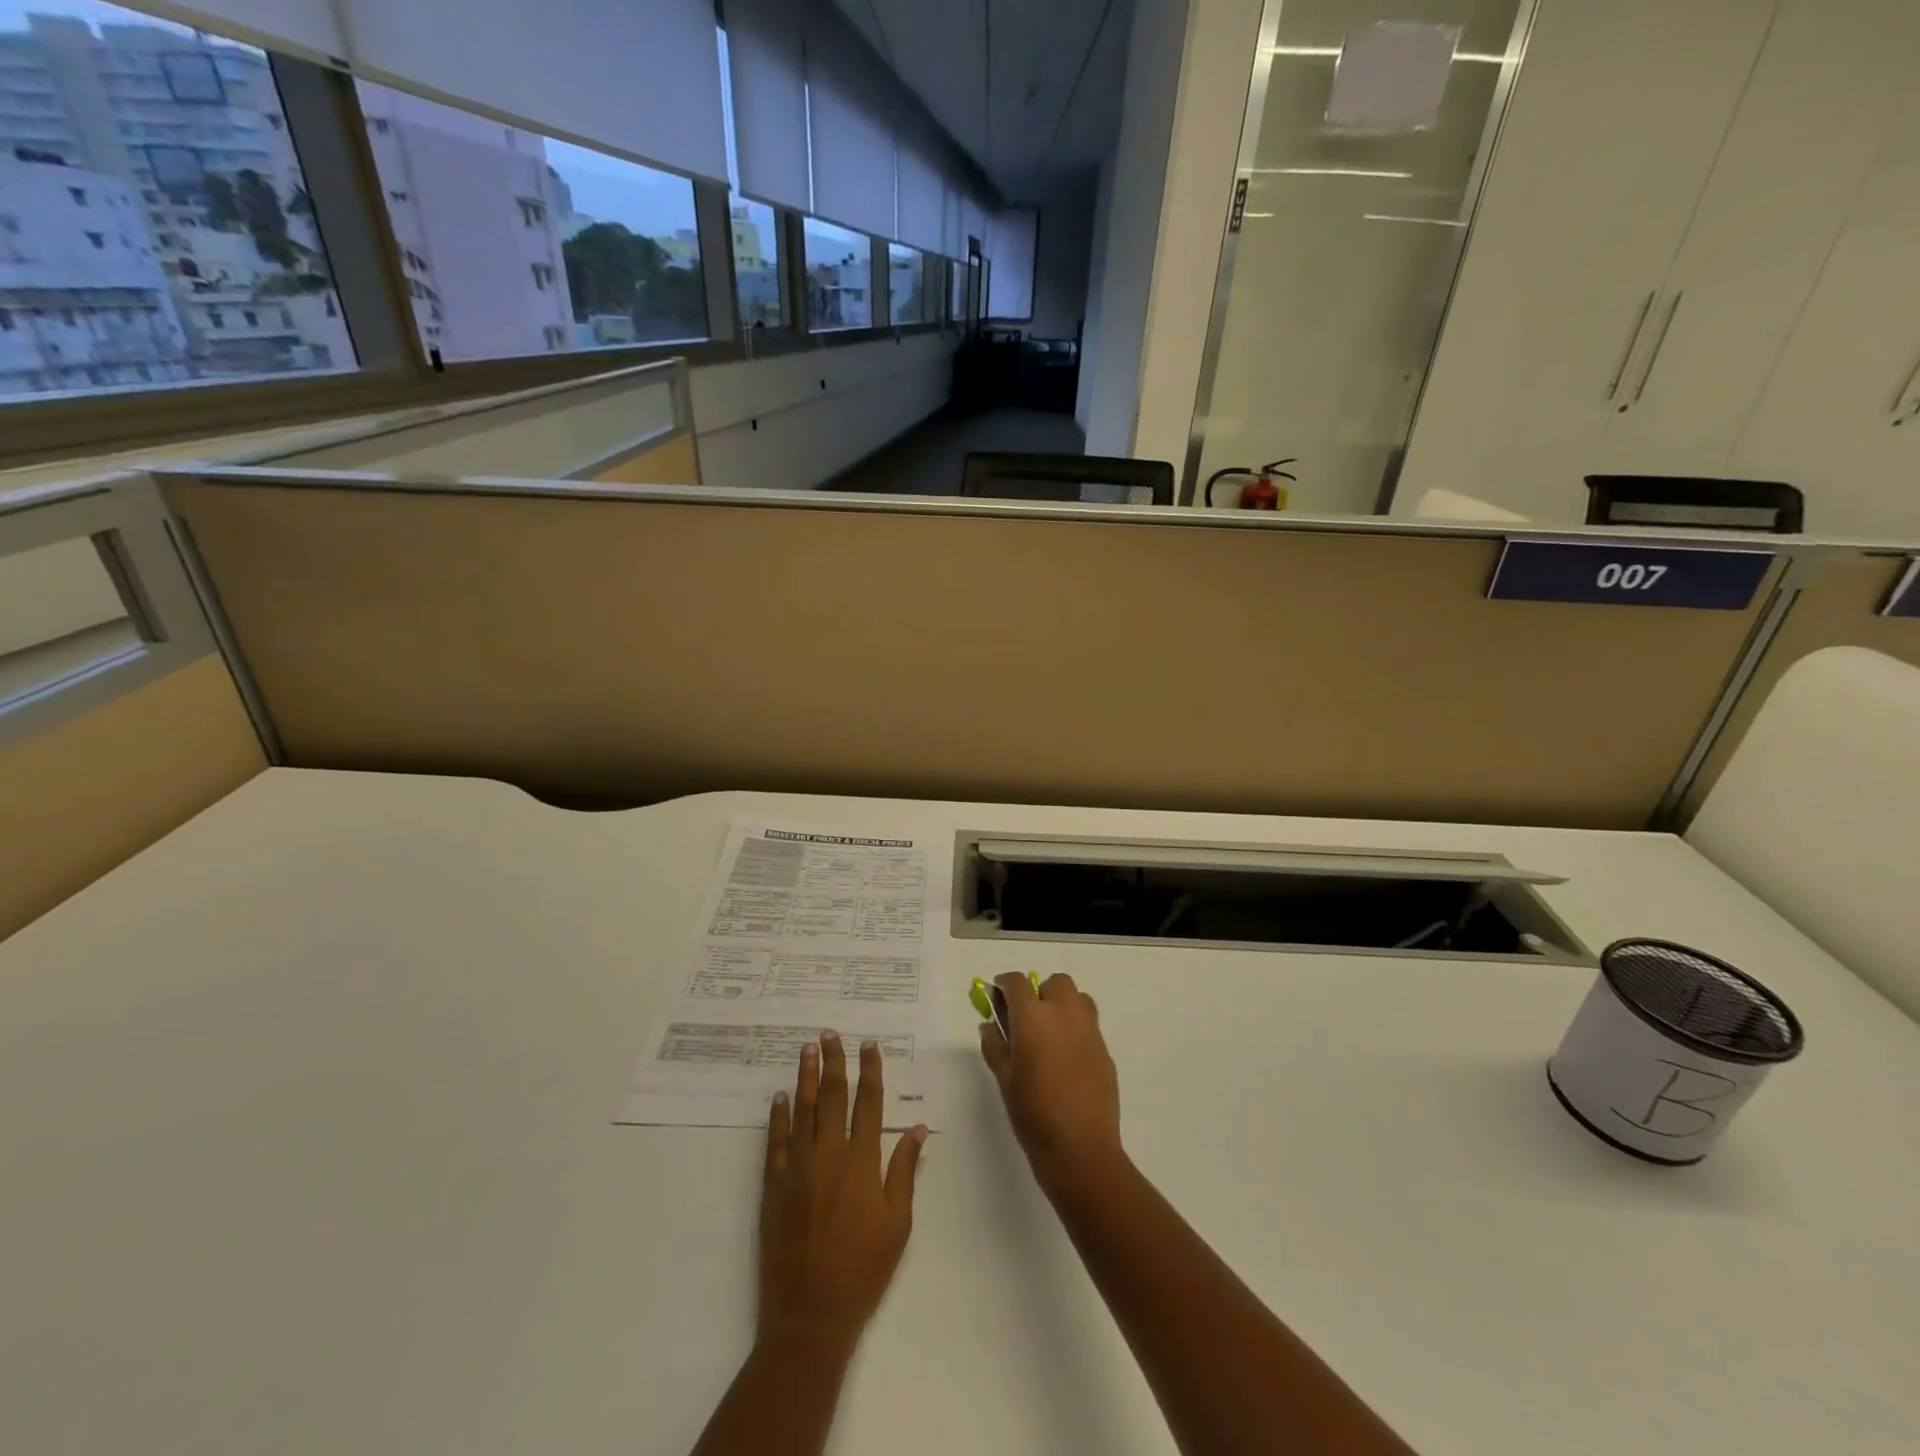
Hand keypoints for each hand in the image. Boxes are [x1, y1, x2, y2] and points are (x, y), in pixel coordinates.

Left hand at [758, 1033, 926, 1353]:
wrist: (810, 1315)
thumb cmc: (863, 1270)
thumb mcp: (898, 1224)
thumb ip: (904, 1171)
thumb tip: (917, 1128)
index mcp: (862, 1162)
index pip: (868, 1103)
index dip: (870, 1071)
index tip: (869, 1045)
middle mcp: (829, 1155)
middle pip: (833, 1097)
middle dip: (834, 1062)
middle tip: (830, 1034)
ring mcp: (797, 1168)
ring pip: (803, 1110)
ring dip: (806, 1077)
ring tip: (807, 1049)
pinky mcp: (773, 1185)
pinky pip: (776, 1141)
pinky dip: (778, 1116)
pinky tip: (780, 1097)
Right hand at [979, 972, 1123, 1195]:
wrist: (1080, 1148)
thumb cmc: (1033, 1113)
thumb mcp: (1004, 1078)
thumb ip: (995, 1045)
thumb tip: (989, 1024)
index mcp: (1033, 1016)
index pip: (1017, 982)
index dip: (1004, 985)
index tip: (997, 996)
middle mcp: (1064, 1013)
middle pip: (1054, 983)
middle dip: (1039, 992)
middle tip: (1027, 1019)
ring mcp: (1089, 1029)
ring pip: (1077, 997)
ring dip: (1062, 1004)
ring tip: (1050, 1033)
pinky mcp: (1105, 1048)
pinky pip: (1089, 1023)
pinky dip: (1076, 1026)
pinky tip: (1066, 1056)